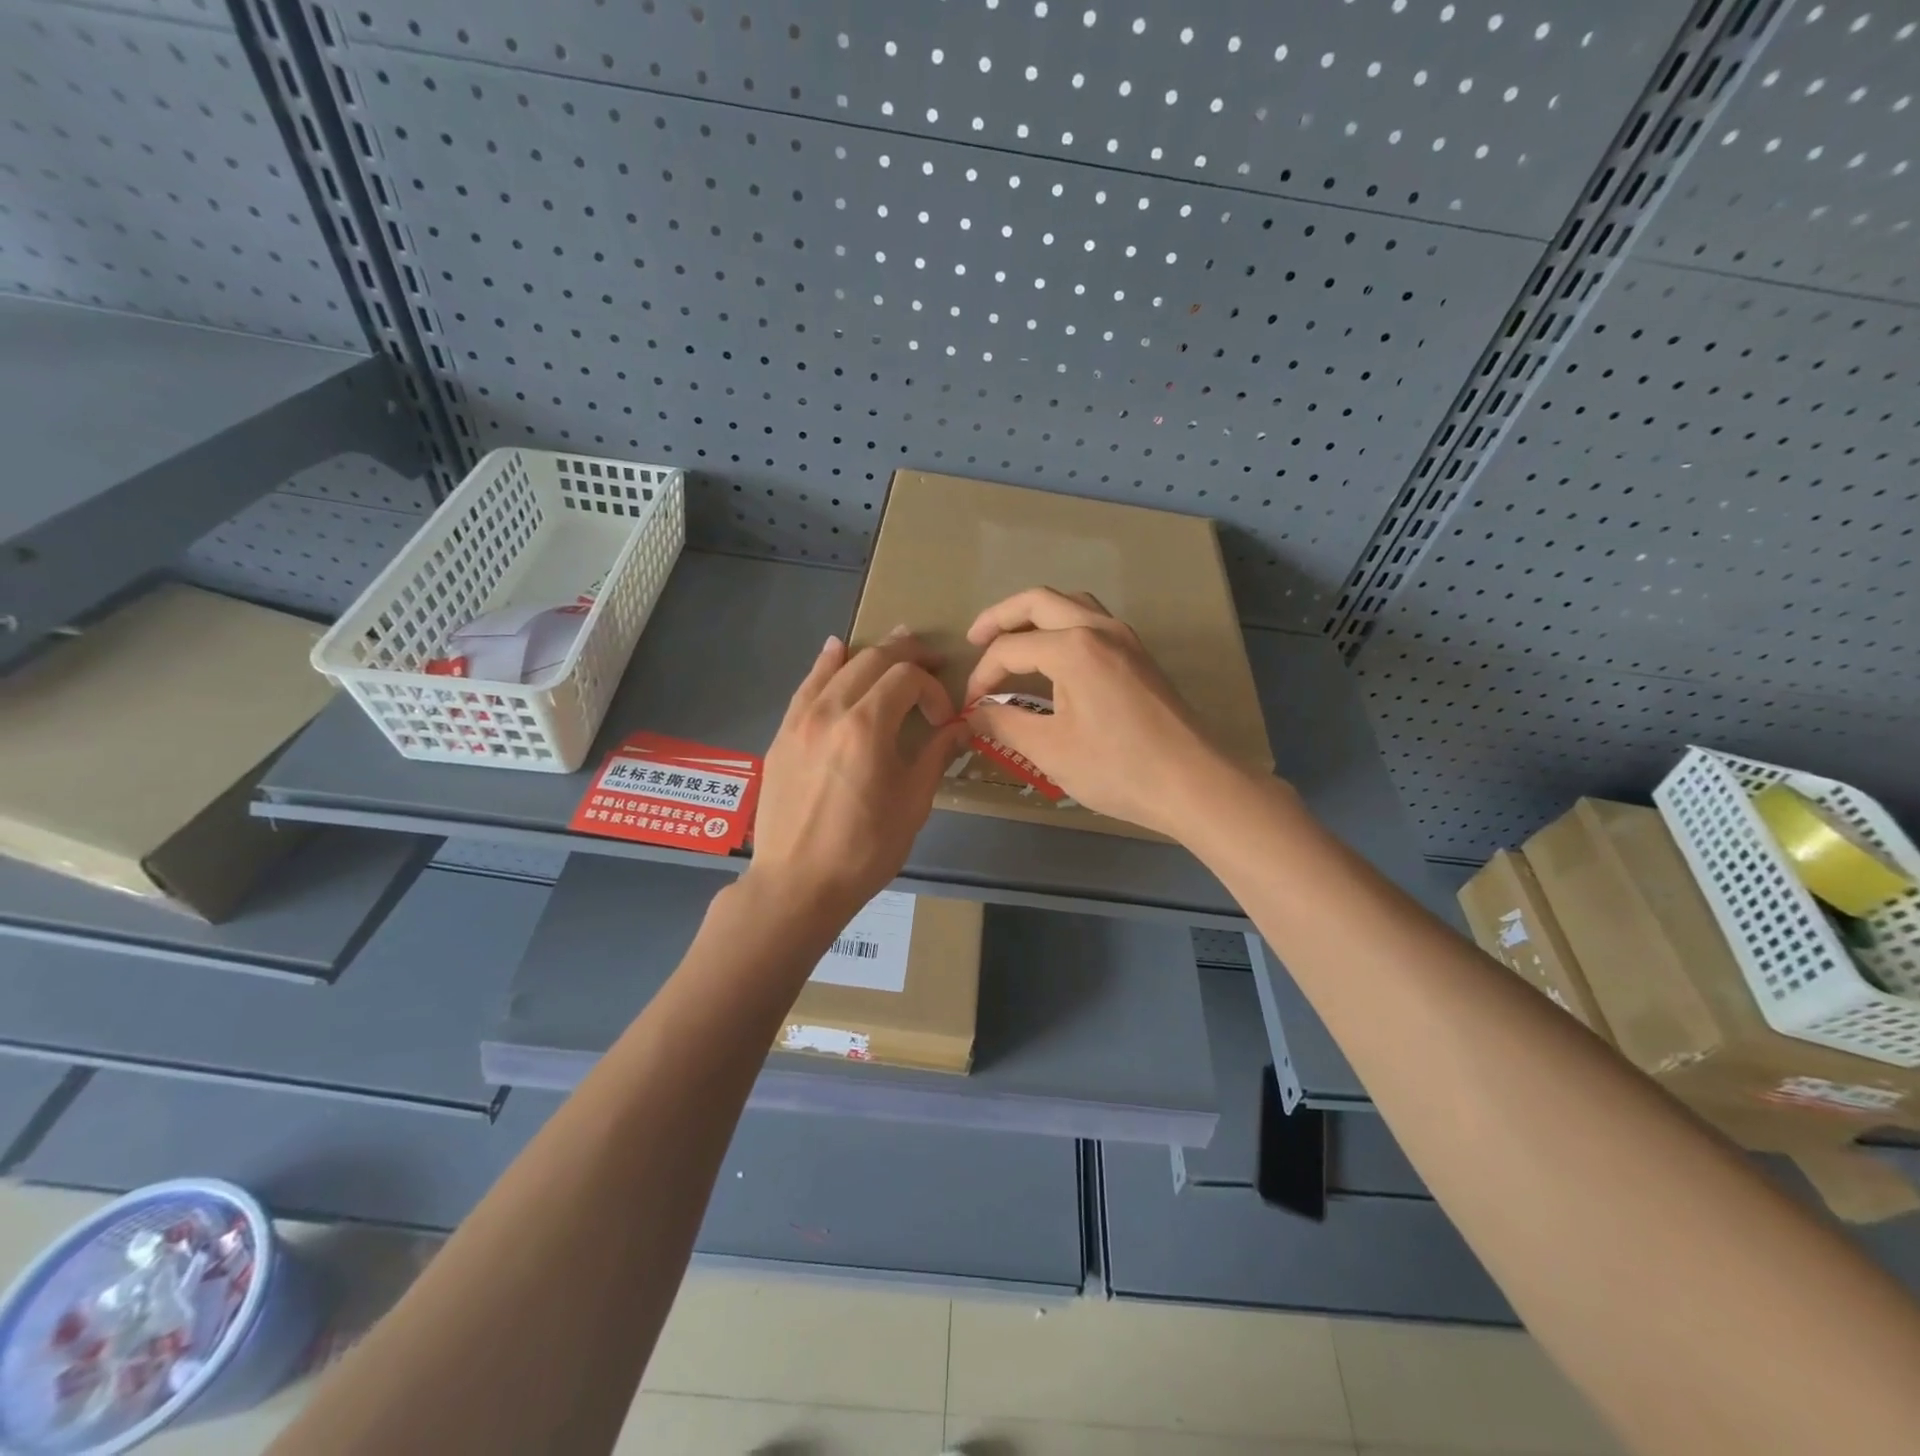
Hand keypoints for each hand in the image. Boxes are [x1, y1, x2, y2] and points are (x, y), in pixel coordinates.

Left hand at [747, 630, 971, 923]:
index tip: (944, 720)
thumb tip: (961, 728)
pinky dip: (826, 664)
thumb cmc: (864, 849)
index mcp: (867, 726)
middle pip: (872, 660)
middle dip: (907, 653)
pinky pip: (807, 686)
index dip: (933, 690)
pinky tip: (835, 649)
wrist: (797, 883)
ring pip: (838, 667)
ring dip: (870, 652)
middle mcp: (830, 710)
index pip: (907, 679)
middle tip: (931, 659)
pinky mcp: (782, 735)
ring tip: (895, 643)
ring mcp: (800, 720)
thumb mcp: (912, 804)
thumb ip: (936, 756)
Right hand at [962, 588, 1247, 838]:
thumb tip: (972, 714)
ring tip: (1013, 641)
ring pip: (1071, 604)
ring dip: (1036, 615)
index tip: (969, 707)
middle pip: (1038, 601)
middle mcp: (1099, 628)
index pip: (1010, 649)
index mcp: (1074, 647)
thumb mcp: (1050, 750)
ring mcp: (1125, 638)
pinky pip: (1092, 621)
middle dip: (1000, 617)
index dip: (981, 676)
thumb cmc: (1118, 768)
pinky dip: (1063, 626)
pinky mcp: (1139, 655)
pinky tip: (1054, 657)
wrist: (1194, 783)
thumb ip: (1003, 724)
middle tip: (975, 640)